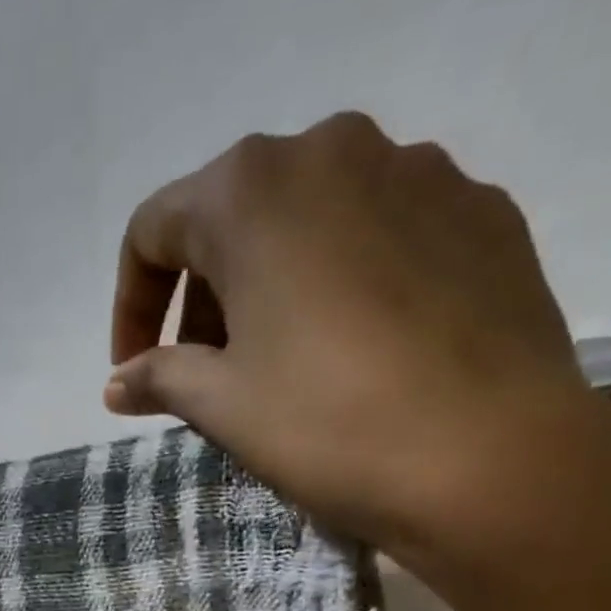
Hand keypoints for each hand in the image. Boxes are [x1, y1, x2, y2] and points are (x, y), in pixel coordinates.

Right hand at [105, 112, 610, 606]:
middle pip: (233, 219)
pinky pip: (383, 235)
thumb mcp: (222, 404)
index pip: (153, 231)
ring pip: (311, 222)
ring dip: (273, 287)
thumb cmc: (328, 424)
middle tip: (207, 374)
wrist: (492, 459)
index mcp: (251, 190)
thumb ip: (159, 378)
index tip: (135, 372)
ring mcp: (420, 172)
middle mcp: (332, 151)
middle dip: (203, 298)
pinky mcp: (481, 212)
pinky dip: (347, 282)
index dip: (131, 307)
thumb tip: (118, 384)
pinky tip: (360, 349)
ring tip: (283, 363)